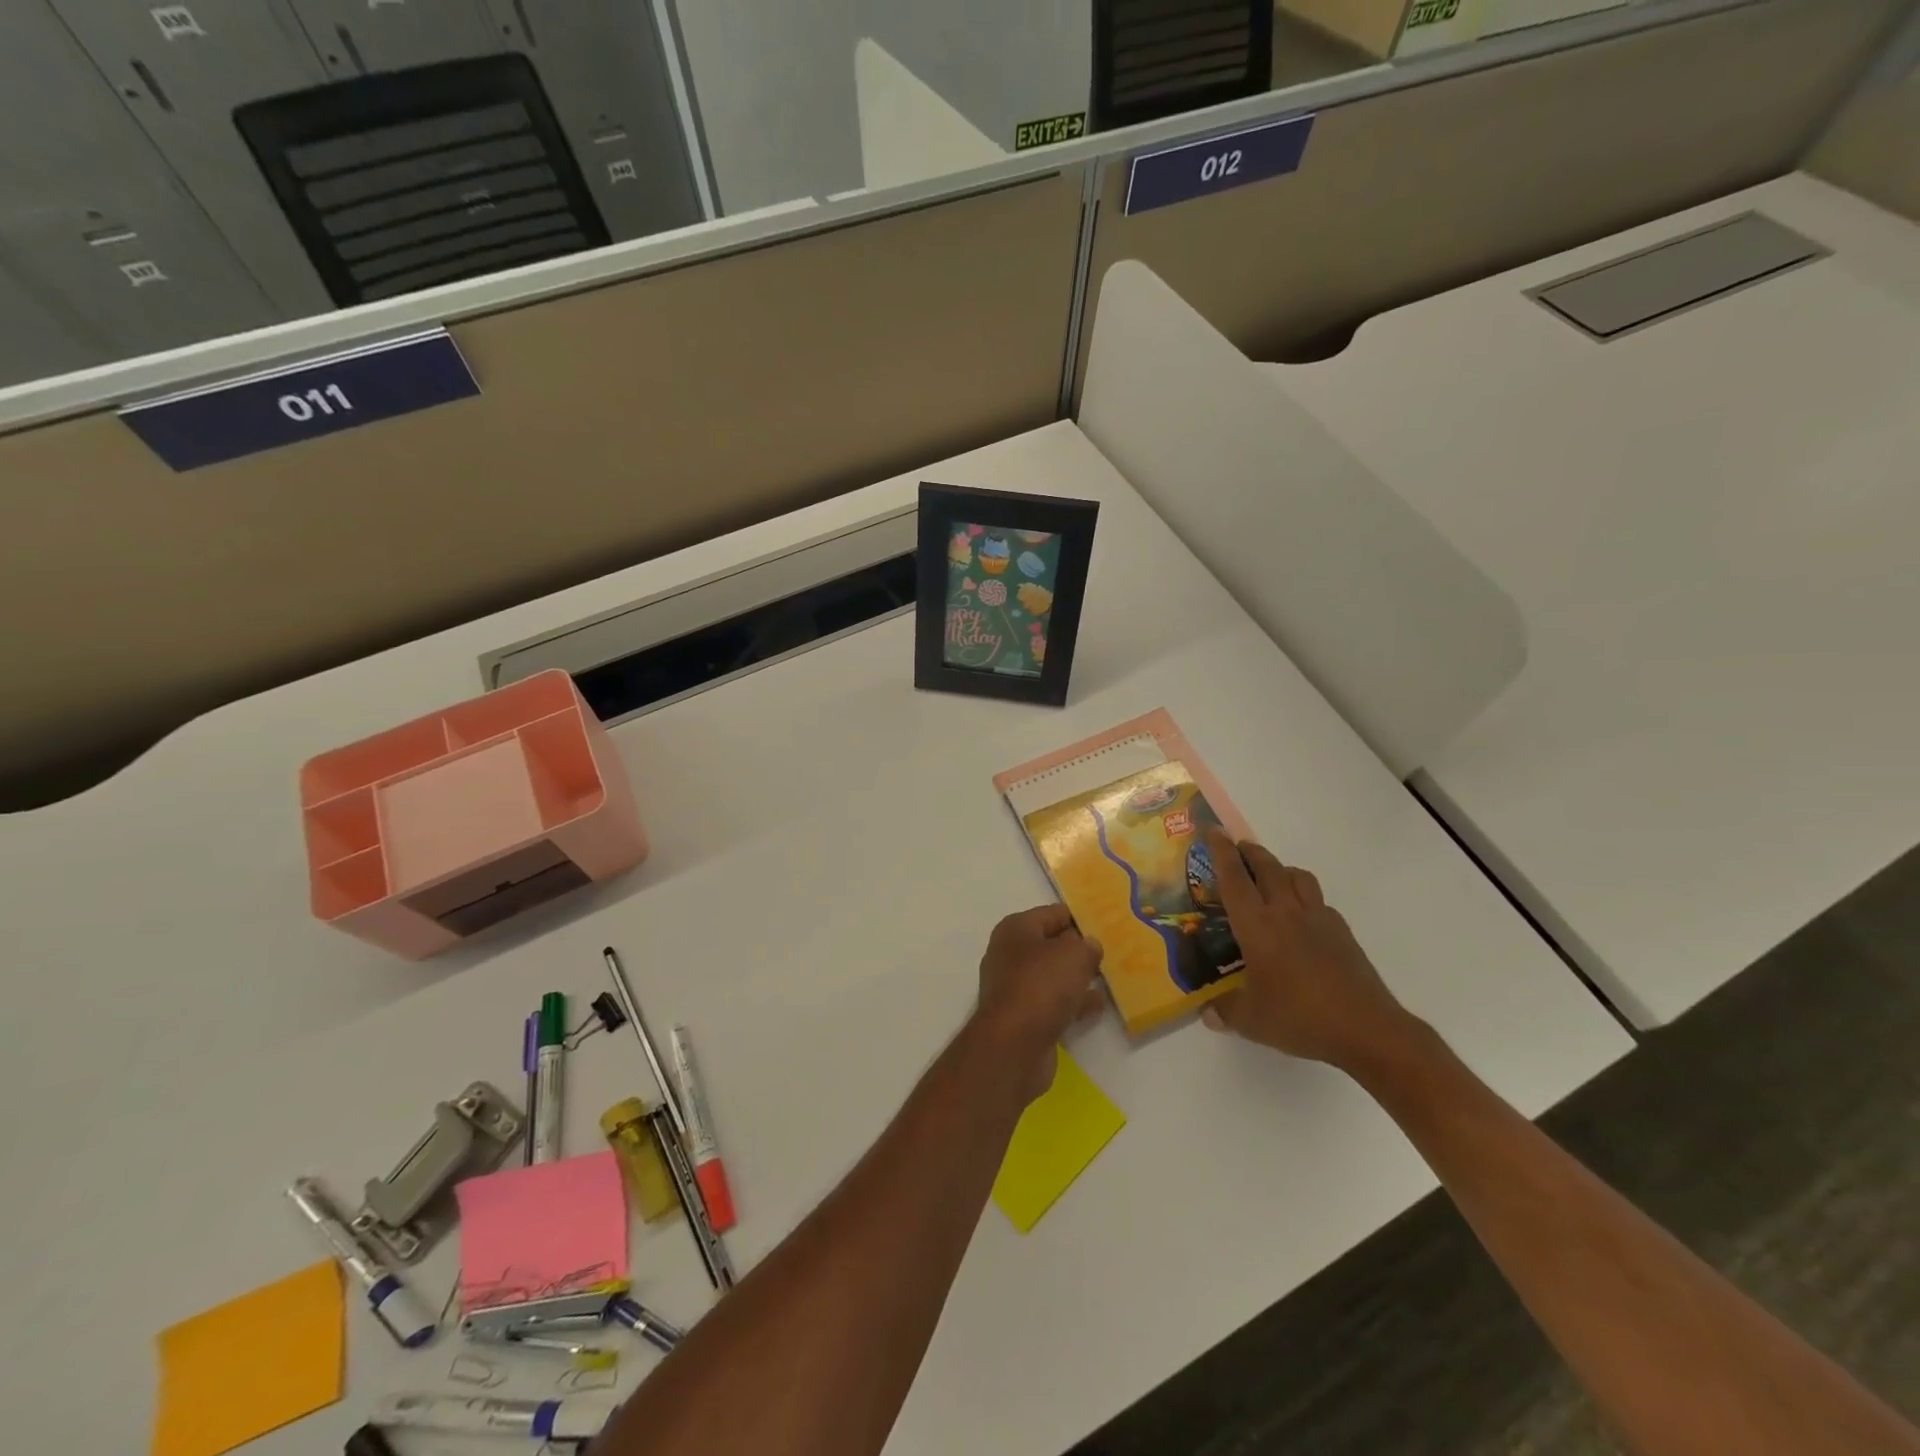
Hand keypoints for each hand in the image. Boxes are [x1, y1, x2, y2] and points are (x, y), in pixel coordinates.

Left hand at [972, 905, 1105, 1103]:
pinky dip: (1073, 1003)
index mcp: (1015, 929)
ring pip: (1052, 976)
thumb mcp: (1074, 954)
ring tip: (1107, 979)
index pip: (1053, 914)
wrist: (1014, 1044)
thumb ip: (1086, 945)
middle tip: (1109, 953)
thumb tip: (1087, 946)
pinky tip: (1096, 1006)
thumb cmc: (1042, 985)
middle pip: (1050, 945)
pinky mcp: (1022, 1018)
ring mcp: (1014, 988)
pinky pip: (1053, 1003)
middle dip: (1077, 950)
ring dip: (1076, 978)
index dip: (1079, 918)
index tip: (1105, 925)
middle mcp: (1010, 954)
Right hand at [1200, 829, 1417, 1074]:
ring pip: (1298, 877)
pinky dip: (1306, 897)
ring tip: (1271, 876)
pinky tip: (1302, 916)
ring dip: (1281, 868)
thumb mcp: (1251, 1020)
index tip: (1213, 831)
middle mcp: (1286, 913)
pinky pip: (1319, 901)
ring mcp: (1319, 920)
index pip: (1234, 879)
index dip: (1221, 852)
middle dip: (1250, 852)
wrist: (1367, 1029)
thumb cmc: (1300, 1018)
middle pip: (1268, 867)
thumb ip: (1225, 1011)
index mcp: (1257, 926)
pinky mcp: (1343, 933)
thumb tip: (1207, 1012)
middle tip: (1238, 847)